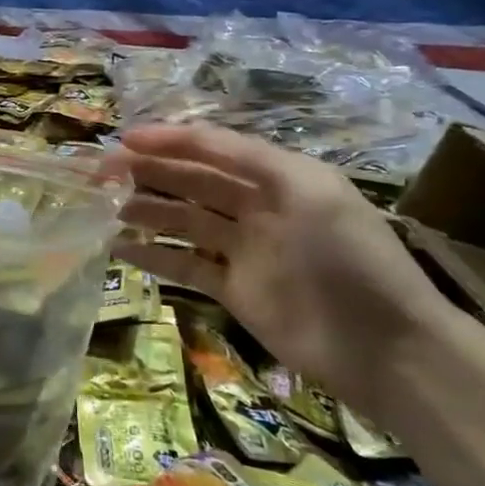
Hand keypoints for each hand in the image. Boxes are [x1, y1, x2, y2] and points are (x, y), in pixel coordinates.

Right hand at [113, 123, 457, 421]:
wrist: (384, 347)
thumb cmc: (348, 257)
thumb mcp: (308, 189)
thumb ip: (247, 158)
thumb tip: (184, 138)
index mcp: (277, 176)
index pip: (213, 148)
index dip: (169, 140)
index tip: (124, 141)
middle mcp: (256, 207)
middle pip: (191, 181)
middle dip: (148, 172)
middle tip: (100, 174)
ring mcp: (243, 251)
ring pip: (182, 221)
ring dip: (145, 211)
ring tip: (105, 208)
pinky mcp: (233, 291)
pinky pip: (184, 266)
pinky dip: (153, 257)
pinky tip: (120, 249)